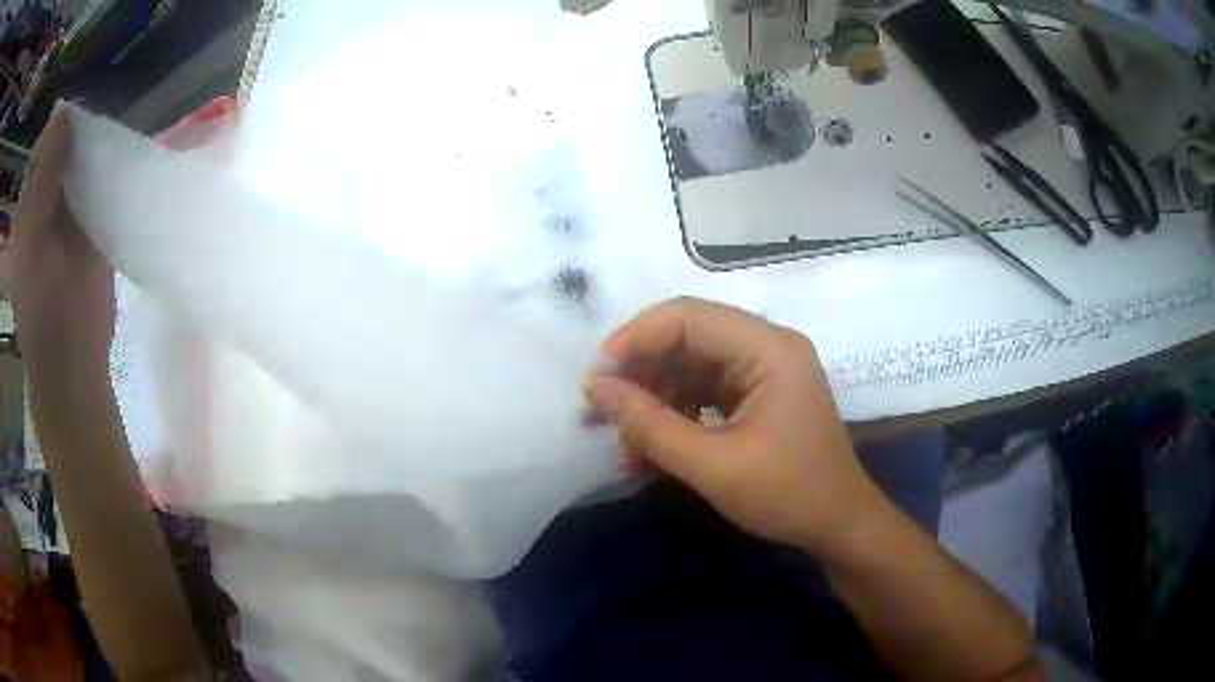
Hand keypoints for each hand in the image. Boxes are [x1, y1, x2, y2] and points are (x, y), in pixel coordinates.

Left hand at [7, 110, 113, 376]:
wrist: (72, 358)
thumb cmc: (41, 305)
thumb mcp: (32, 237)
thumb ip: (44, 176)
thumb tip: (64, 112)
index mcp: (28, 204)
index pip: (44, 147)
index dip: (59, 125)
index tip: (79, 109)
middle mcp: (46, 201)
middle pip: (64, 148)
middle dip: (80, 130)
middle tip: (98, 120)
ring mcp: (69, 213)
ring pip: (83, 162)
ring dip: (97, 146)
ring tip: (112, 132)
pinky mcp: (93, 224)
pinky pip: (101, 184)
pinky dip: (110, 167)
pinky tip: (121, 156)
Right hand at [584, 297, 884, 556]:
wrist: (838, 526)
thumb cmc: (789, 496)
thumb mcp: (714, 466)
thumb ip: (651, 426)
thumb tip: (595, 389)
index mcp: (769, 349)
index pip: (688, 317)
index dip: (635, 340)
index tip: (596, 379)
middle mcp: (767, 346)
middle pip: (687, 338)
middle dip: (640, 374)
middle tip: (599, 412)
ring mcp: (763, 370)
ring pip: (690, 366)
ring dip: (653, 401)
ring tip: (626, 446)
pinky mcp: (757, 394)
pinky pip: (703, 390)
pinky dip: (674, 416)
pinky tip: (651, 451)